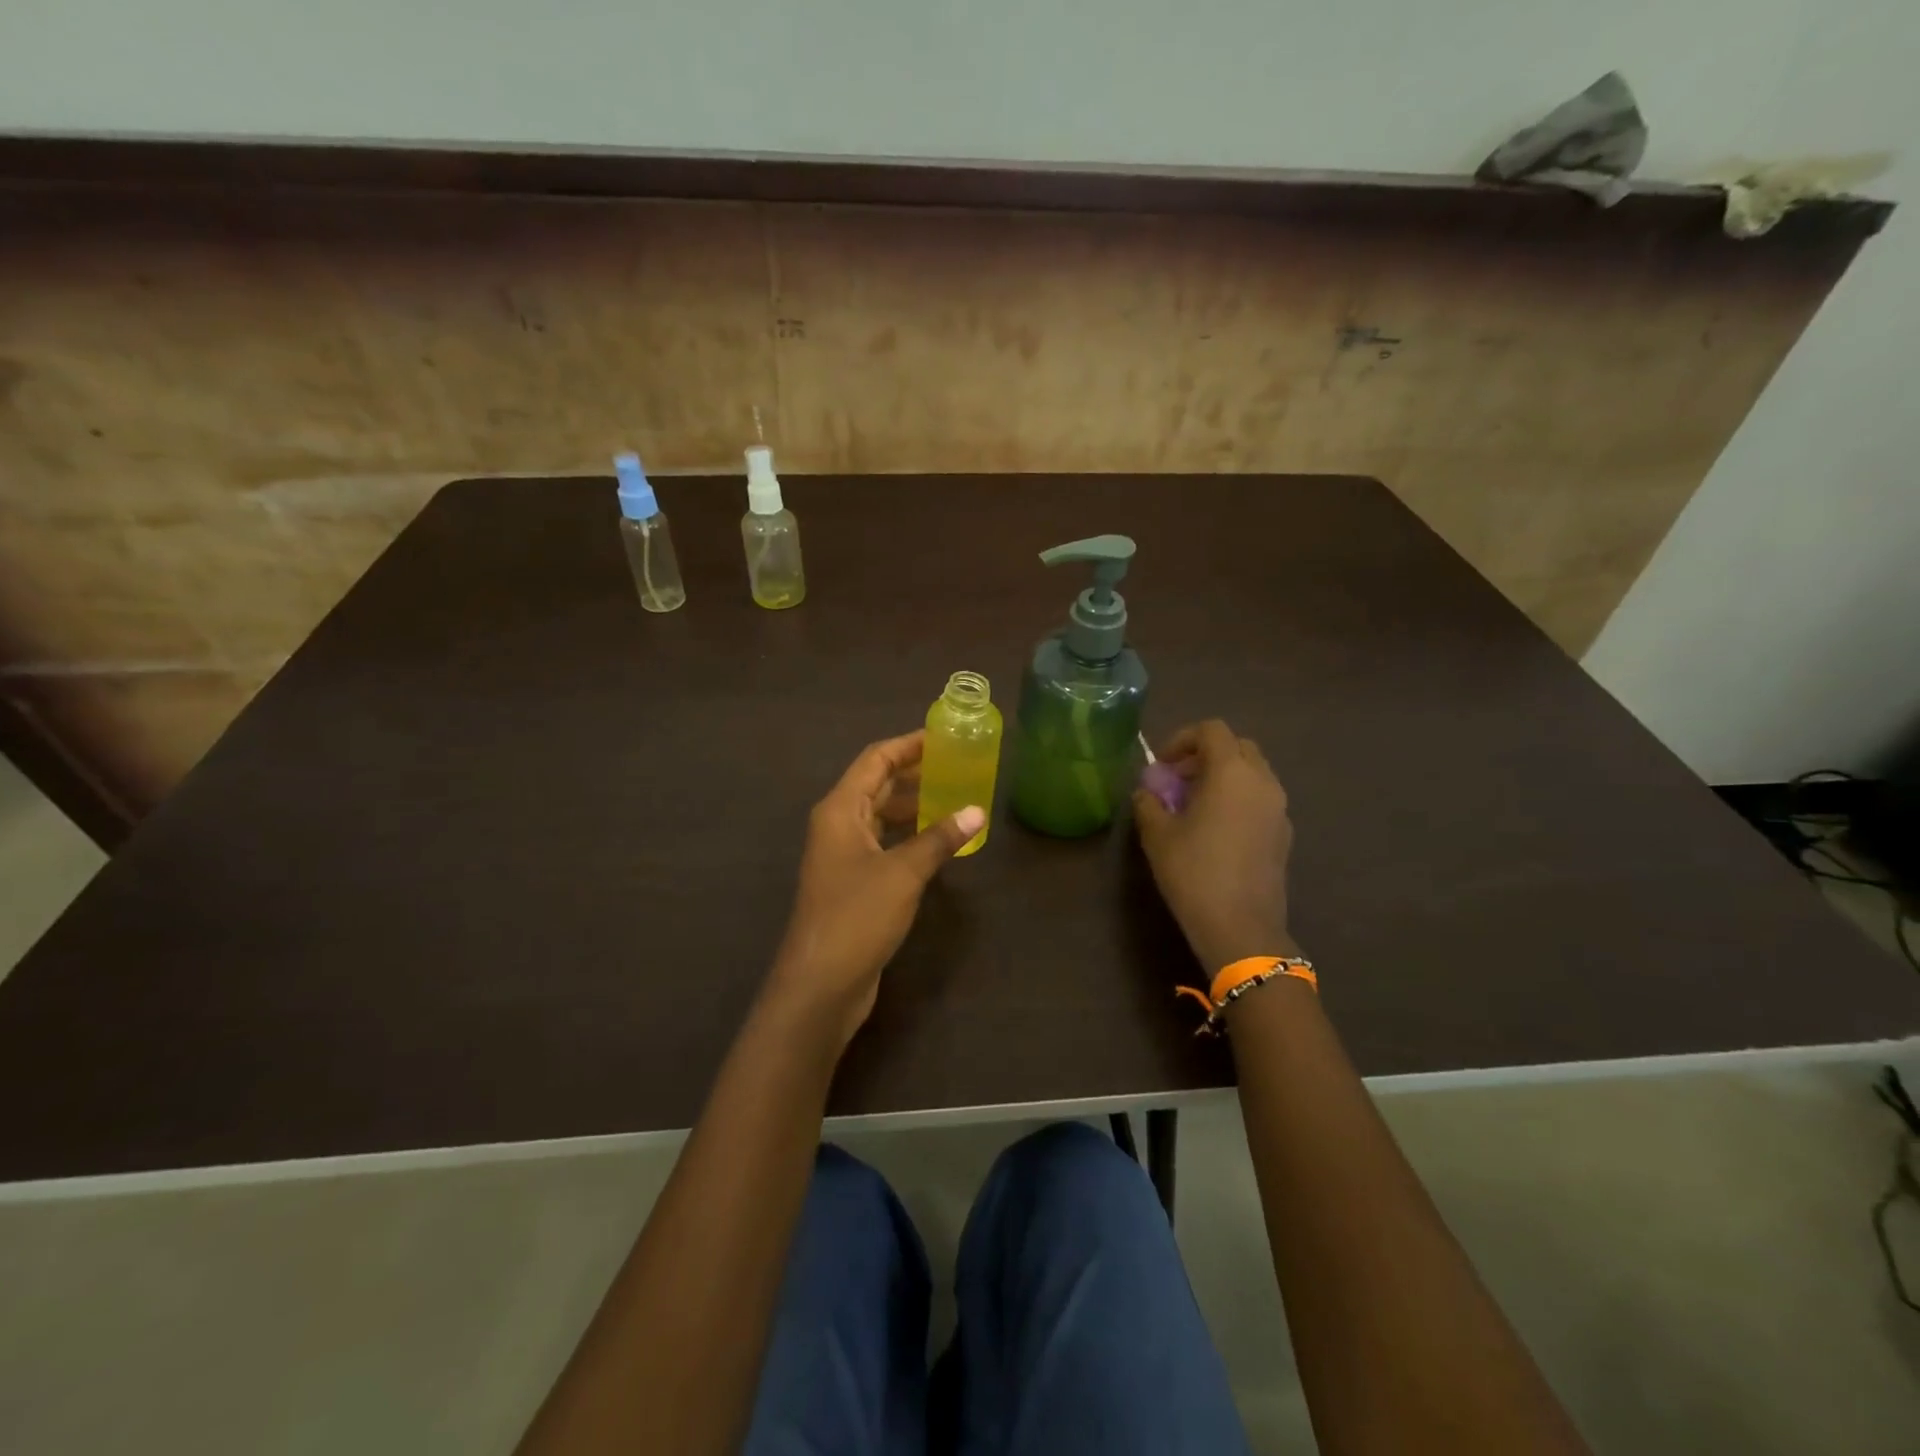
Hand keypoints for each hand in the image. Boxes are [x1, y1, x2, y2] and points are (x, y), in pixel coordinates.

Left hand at [767, 732, 985, 1048]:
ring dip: (913, 805)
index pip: (875, 760)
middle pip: (876, 785)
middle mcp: (837, 825)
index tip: (944, 737)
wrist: (820, 984)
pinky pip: (884, 844)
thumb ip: (939, 838)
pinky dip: (909, 836)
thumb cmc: (857, 916)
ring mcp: (843, 856)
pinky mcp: (853, 883)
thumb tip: (977, 811)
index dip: (908, 745)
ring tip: (955, 798)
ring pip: (881, 816)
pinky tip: (939, 842)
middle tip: (958, 765)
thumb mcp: (903, 872)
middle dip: (914, 773)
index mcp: (840, 810)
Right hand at [1133, 719, 1295, 973]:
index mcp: (1232, 772)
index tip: (1161, 765)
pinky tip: (1217, 829)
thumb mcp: (1157, 835)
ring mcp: (1279, 808)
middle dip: (1206, 754)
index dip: (1182, 739)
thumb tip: (1147, 792)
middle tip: (1179, 779)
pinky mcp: (1284, 833)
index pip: (1211, 730)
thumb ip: (1149, 803)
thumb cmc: (1194, 872)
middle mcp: (1262, 781)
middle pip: (1238, 746)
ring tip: (1195, 804)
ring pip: (1253, 772)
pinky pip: (1261, 798)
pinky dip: (1239, 798)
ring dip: (1224, 776)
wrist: (1241, 927)